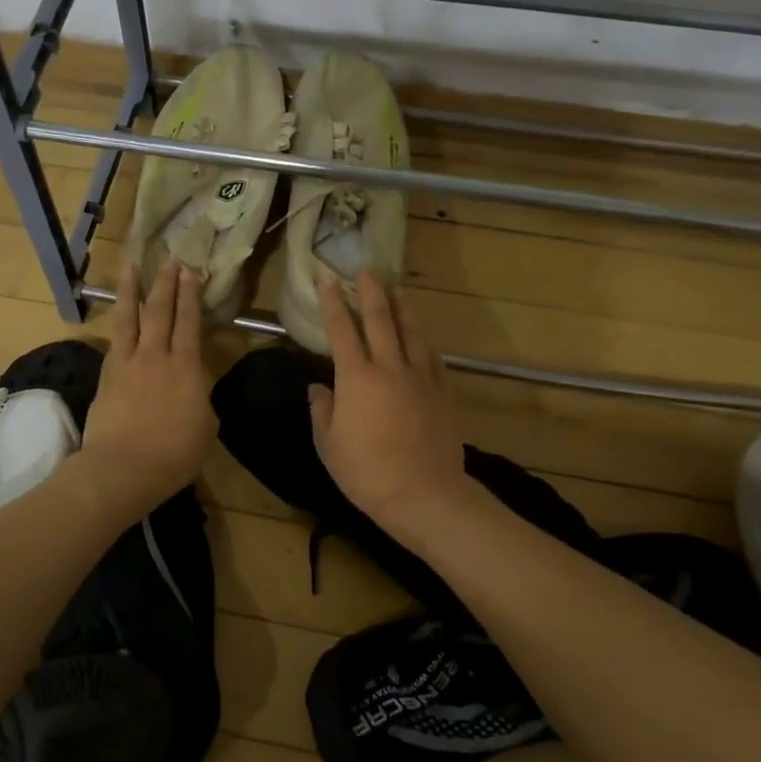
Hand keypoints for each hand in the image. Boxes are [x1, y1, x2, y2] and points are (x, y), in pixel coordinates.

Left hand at [76, 263, 217, 520]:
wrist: (123, 468)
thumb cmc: (174, 454)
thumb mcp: (206, 427)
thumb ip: (200, 400)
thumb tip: (194, 391)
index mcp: (186, 368)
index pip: (189, 323)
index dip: (190, 296)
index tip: (189, 273)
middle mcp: (156, 356)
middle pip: (160, 312)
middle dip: (165, 285)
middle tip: (168, 262)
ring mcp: (127, 363)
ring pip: (129, 318)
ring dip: (132, 291)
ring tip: (131, 268)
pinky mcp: (106, 376)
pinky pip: (114, 340)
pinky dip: (117, 323)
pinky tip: (118, 316)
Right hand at [309, 269, 475, 541]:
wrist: (424, 494)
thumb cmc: (367, 472)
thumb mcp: (329, 445)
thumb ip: (322, 411)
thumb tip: (319, 388)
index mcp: (356, 378)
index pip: (341, 329)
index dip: (332, 301)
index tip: (327, 277)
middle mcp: (389, 367)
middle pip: (380, 319)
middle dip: (370, 290)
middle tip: (366, 267)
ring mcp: (420, 377)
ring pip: (411, 331)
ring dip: (401, 306)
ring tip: (396, 288)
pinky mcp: (442, 392)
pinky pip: (431, 356)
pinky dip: (423, 339)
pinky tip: (420, 334)